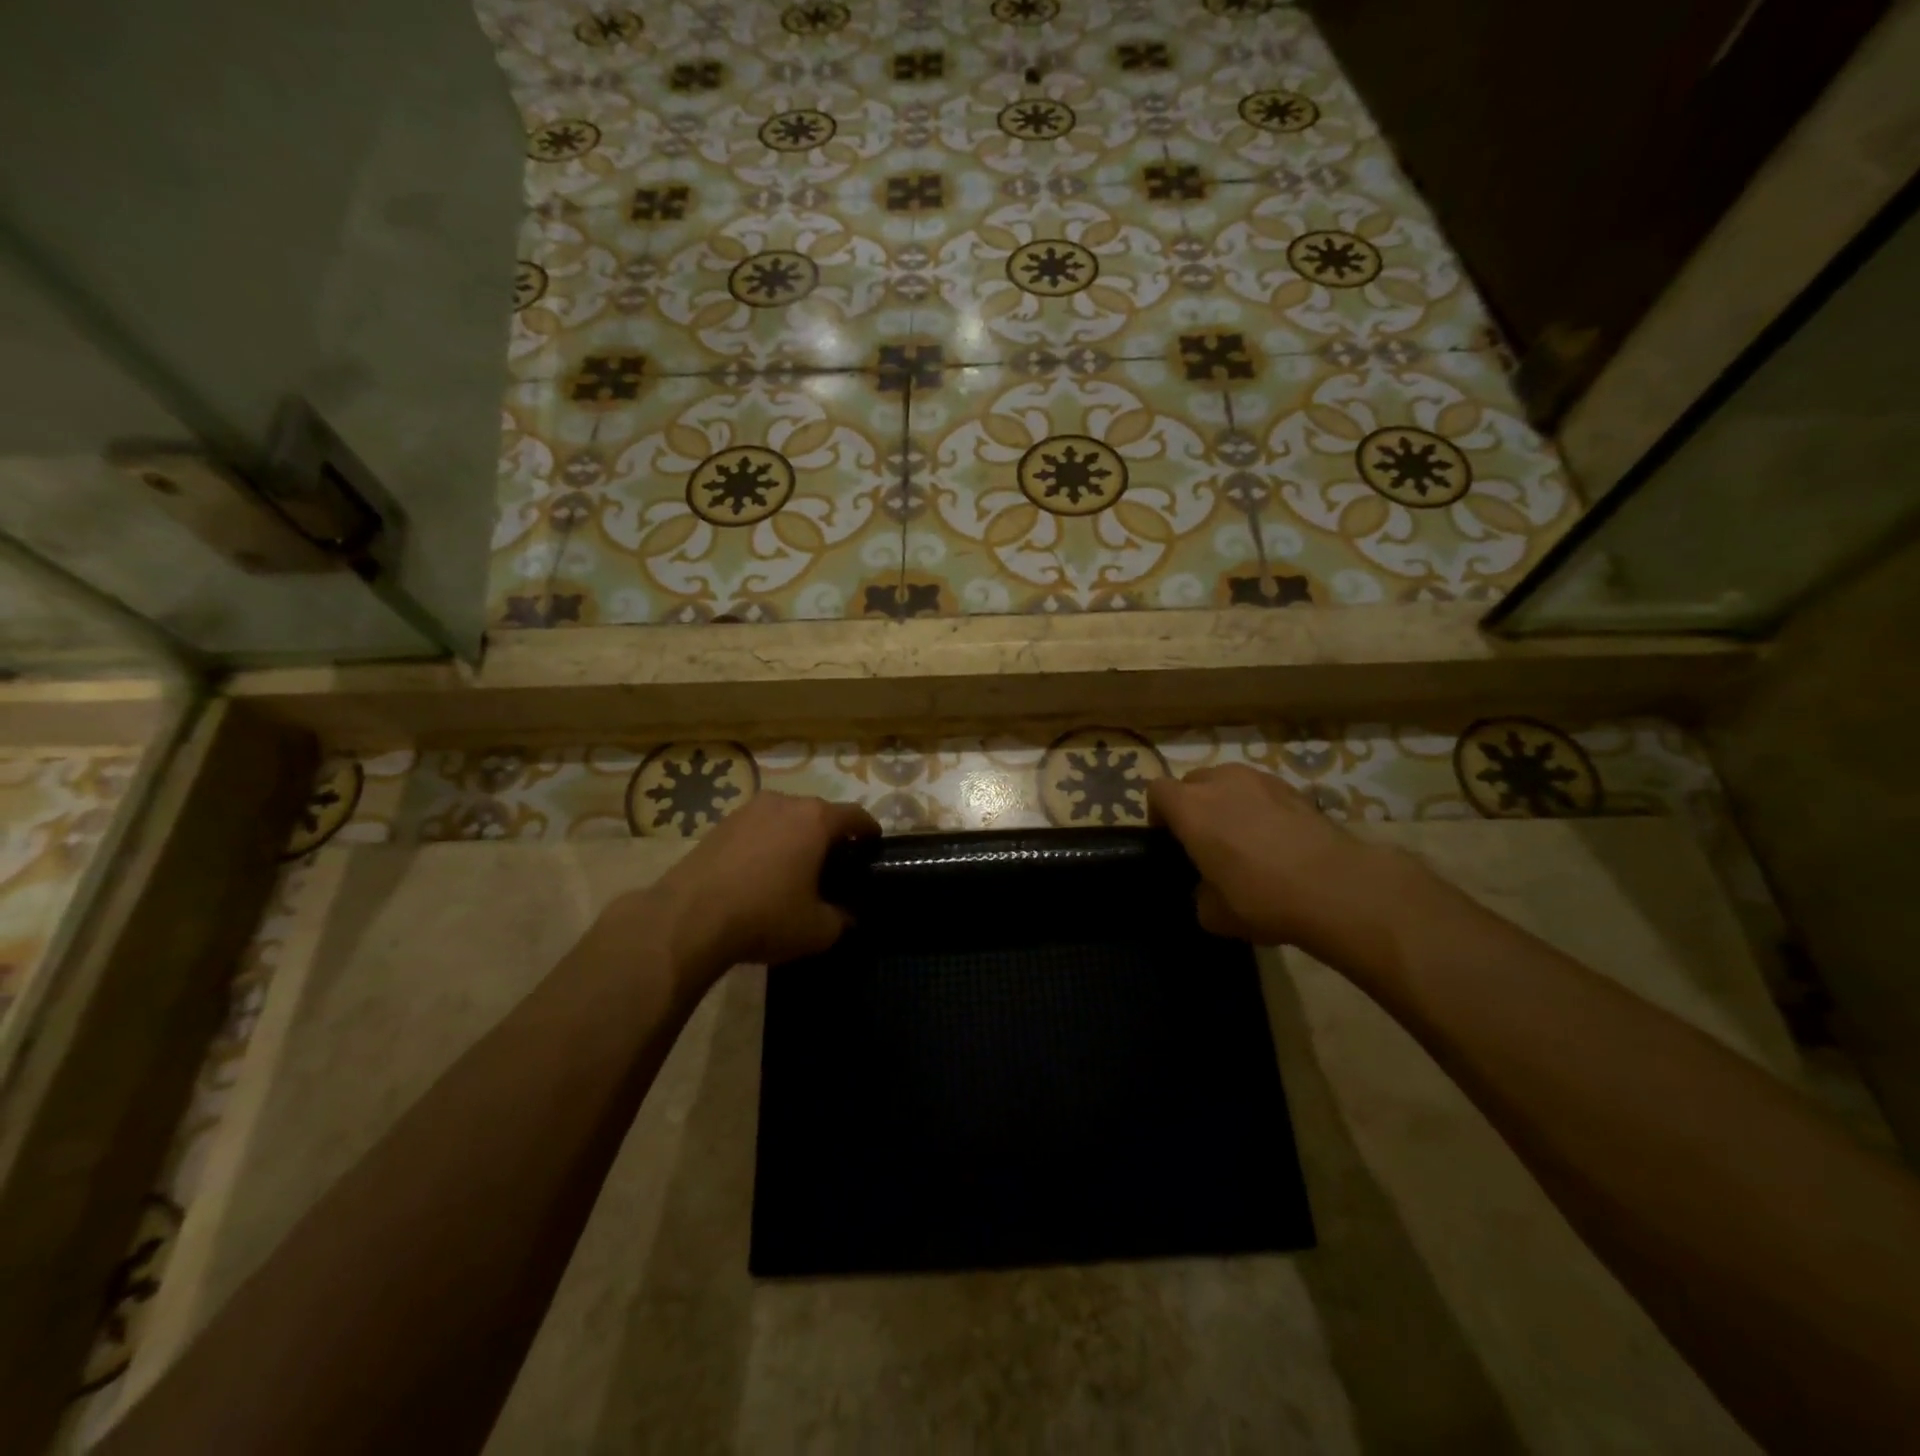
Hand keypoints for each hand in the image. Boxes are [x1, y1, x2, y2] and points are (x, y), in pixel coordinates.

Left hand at [646, 792, 880, 977]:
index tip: (873, 846)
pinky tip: (760, 873)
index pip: (855, 816)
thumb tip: (848, 915)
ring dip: (795, 838)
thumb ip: (842, 918)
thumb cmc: (765, 916)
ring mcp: (748, 810)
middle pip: (819, 814)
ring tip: (795, 869)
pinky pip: (757, 829)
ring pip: (785, 819)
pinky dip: (766, 844)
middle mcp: (784, 803)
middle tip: (834, 865)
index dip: (869, 831)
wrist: (688, 918)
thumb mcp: (818, 929)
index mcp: (816, 819)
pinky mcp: (719, 824)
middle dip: (830, 836)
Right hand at [1148, 765, 1422, 960]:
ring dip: (1227, 802)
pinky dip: (1261, 807)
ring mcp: (1260, 780)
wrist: (1336, 888)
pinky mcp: (1295, 788)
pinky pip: (1262, 791)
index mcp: (1190, 808)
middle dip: (1193, 805)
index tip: (1169, 840)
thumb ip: (1199, 893)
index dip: (1157, 814)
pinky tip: (1277, 839)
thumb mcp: (1213, 914)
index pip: (1156, 791)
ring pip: (1229, 782)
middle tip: (1205, 840)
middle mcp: (1220, 782)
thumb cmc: (1261, 898)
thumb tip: (1207, 889)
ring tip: (1243, 836)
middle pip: (1193, 782)